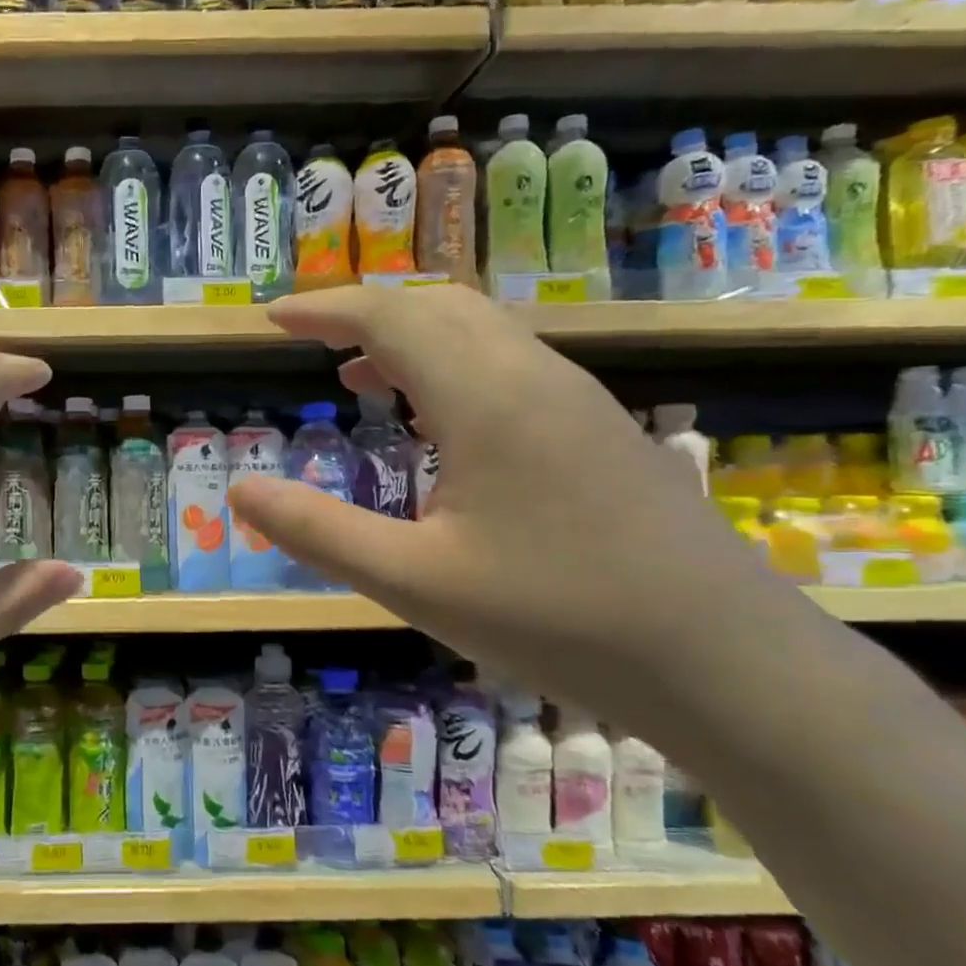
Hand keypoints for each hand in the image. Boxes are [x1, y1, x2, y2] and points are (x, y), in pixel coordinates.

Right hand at [229, 284, 810, 711]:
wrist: (725, 660)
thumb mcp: (413, 582)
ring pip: (480, 331)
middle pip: (438, 306)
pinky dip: (452, 366)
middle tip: (311, 340)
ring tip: (361, 376)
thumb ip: (318, 533)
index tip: (273, 318)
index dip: (324, 308)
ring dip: (412, 337)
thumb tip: (240, 491)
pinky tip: (440, 424)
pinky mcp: (600, 430)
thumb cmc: (556, 617)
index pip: (389, 316)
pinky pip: (509, 364)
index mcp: (484, 396)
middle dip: (366, 312)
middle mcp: (533, 375)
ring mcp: (577, 399)